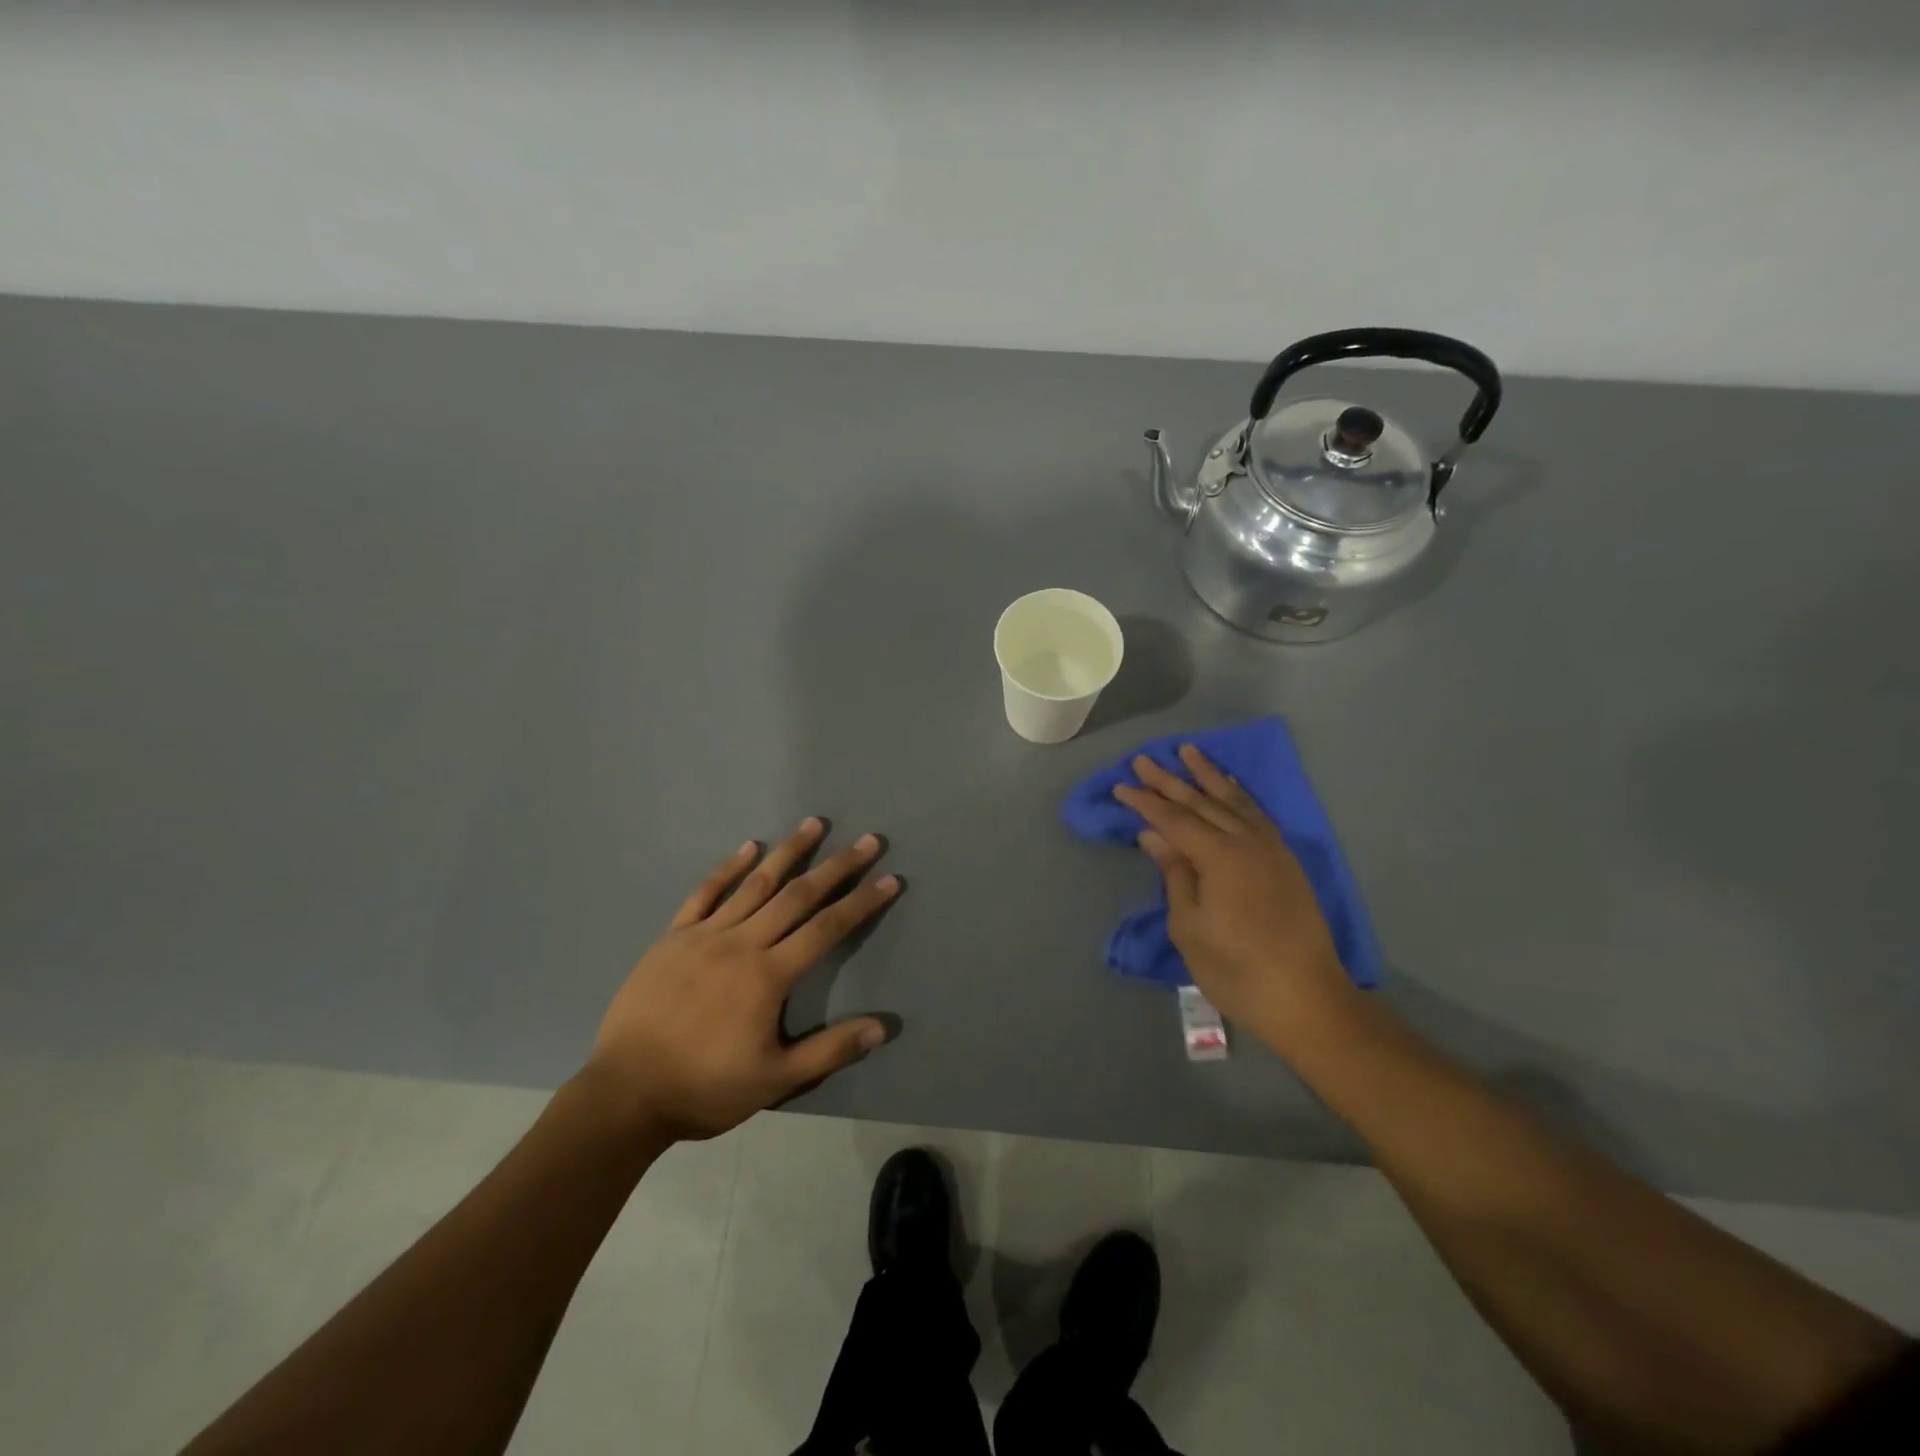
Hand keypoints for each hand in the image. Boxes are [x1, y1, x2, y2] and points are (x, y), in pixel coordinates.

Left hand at [584, 819, 898, 1140]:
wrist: (624, 1094)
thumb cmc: (705, 1088)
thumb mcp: (774, 1081)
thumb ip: (829, 1051)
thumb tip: (882, 1026)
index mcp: (769, 976)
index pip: (827, 929)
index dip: (862, 903)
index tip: (889, 879)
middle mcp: (742, 944)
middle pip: (798, 896)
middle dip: (837, 866)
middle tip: (868, 840)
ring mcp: (704, 935)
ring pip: (755, 884)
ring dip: (788, 852)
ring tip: (813, 824)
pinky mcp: (673, 937)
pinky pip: (704, 893)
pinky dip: (728, 868)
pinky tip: (748, 847)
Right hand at [1114, 745, 1354, 1044]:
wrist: (1306, 998)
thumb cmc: (1236, 969)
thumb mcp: (1189, 927)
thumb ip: (1174, 874)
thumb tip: (1154, 835)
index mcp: (1219, 857)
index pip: (1174, 819)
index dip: (1145, 802)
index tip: (1121, 786)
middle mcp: (1247, 841)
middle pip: (1201, 802)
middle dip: (1170, 781)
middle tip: (1144, 759)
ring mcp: (1271, 848)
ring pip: (1233, 801)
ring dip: (1208, 776)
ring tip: (1188, 752)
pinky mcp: (1285, 860)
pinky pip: (1257, 814)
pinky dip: (1239, 795)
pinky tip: (1230, 787)